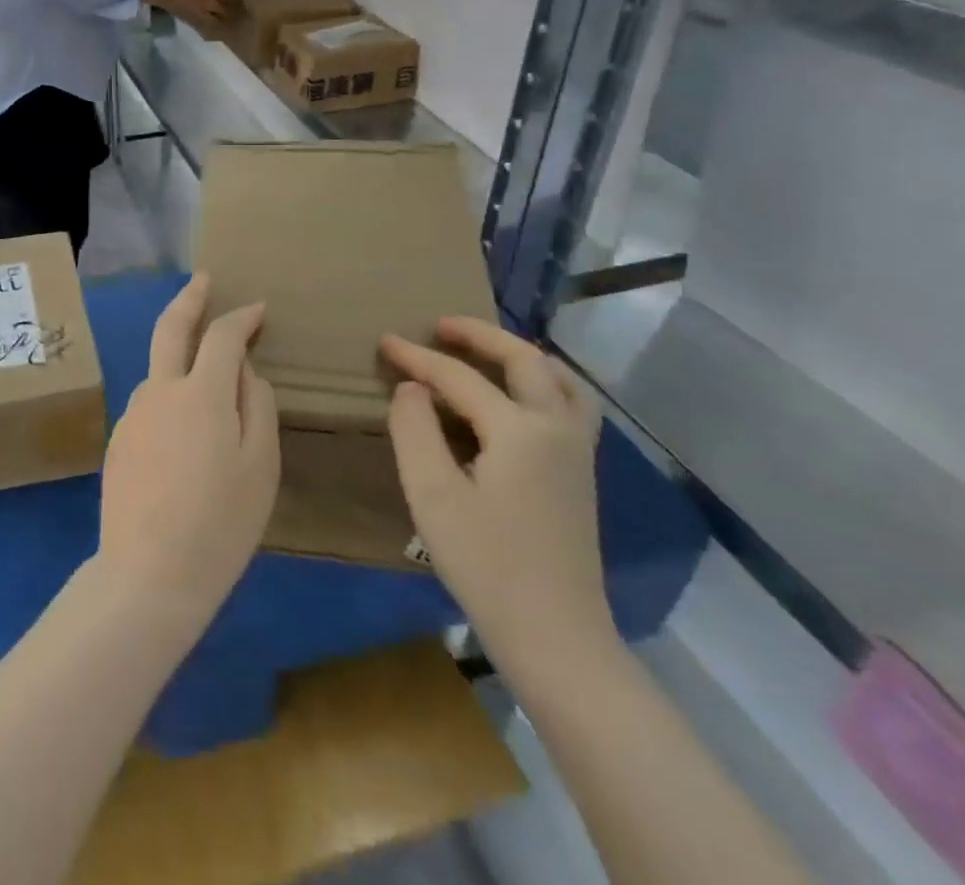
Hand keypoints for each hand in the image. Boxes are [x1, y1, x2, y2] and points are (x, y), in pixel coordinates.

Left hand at [97, 274, 279, 630]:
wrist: (147, 574)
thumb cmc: (220, 523)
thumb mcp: (260, 466)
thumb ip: (256, 406)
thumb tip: (244, 370)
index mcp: (200, 393)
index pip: (221, 336)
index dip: (240, 317)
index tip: (256, 309)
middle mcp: (159, 390)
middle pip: (170, 328)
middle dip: (189, 298)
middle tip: (202, 280)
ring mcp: (132, 413)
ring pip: (160, 371)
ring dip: (180, 360)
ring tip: (207, 384)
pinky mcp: (117, 439)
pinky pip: (150, 406)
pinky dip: (169, 399)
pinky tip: (182, 436)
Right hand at [381, 317, 612, 678]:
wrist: (557, 637)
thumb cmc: (486, 564)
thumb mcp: (432, 494)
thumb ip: (414, 429)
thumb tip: (411, 389)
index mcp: (519, 431)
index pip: (459, 378)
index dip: (417, 357)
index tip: (384, 342)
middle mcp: (557, 429)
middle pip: (525, 360)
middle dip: (480, 335)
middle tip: (439, 327)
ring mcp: (577, 453)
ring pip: (560, 380)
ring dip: (520, 355)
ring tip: (484, 352)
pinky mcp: (581, 475)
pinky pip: (570, 405)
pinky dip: (543, 383)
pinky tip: (517, 399)